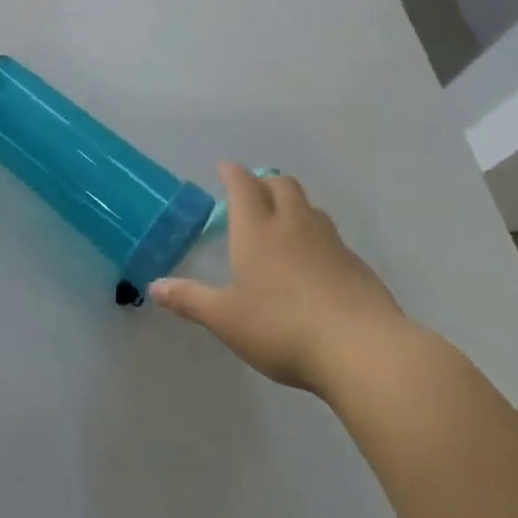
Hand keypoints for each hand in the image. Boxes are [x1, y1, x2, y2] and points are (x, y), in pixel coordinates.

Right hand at [152, 164, 404, 393]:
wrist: (363, 349)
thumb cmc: (283, 328)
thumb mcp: (226, 319)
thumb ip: (190, 300)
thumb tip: (154, 286)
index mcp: (257, 232)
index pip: (243, 186)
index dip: (232, 173)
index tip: (224, 168)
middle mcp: (294, 226)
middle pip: (282, 185)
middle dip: (265, 182)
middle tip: (252, 193)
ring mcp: (330, 243)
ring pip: (310, 208)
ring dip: (293, 205)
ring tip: (282, 223)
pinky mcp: (357, 265)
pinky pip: (331, 237)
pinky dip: (316, 236)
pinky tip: (313, 264)